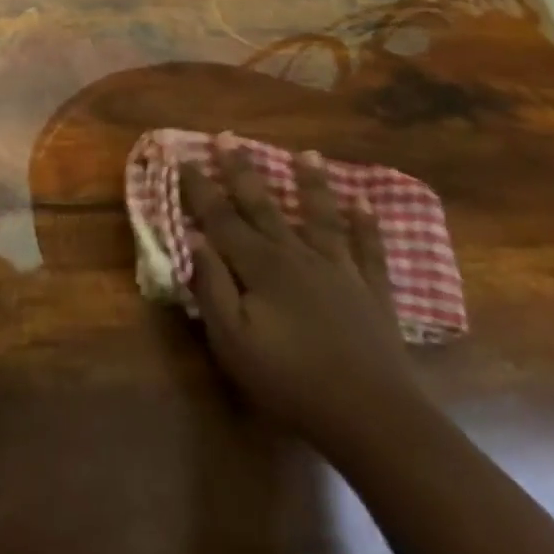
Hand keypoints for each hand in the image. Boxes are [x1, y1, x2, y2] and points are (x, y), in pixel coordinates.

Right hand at [184, 133, 423, 450]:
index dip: (198, 188)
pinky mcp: (371, 291)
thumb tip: (194, 239)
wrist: (373, 417)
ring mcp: (338, 269)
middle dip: (241, 170)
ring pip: (319, 215)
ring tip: (306, 153)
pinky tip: (364, 202)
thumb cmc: (291, 381)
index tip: (181, 157)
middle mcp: (296, 254)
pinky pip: (368, 248)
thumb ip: (211, 287)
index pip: (220, 218)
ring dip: (310, 183)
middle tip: (228, 137)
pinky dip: (366, 224)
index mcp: (260, 265)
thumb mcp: (233, 341)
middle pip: (263, 205)